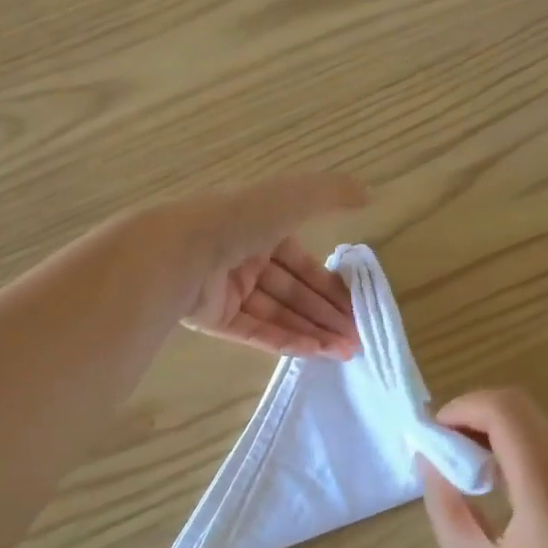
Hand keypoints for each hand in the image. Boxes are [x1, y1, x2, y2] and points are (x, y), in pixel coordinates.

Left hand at [163, 173, 367, 358]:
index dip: (329, 284)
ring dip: (311, 331)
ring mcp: (226, 290)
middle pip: (292, 292)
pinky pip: (254, 332)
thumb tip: (367, 194)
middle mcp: (244, 258)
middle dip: (325, 314)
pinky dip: (285, 341)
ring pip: (277, 314)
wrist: (180, 252)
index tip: (354, 307)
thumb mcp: (292, 198)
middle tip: (355, 338)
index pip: (302, 261)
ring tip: (343, 352)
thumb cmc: (239, 220)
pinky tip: (315, 353)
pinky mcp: (213, 318)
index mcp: (259, 227)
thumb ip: (330, 195)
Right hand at [420, 389, 547, 547]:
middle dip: (485, 421)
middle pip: (533, 415)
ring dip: (515, 438)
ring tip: (489, 478)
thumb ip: (447, 503)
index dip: (466, 407)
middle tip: (455, 456)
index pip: (509, 412)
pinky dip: (545, 458)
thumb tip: (431, 455)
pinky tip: (529, 500)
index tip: (438, 432)